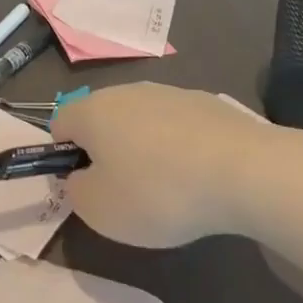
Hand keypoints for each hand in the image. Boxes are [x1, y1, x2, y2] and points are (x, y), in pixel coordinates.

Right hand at [52, 84, 274, 247]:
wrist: (243, 170)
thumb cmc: (158, 192)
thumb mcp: (100, 211)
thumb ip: (76, 191)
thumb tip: (81, 176)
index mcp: (92, 110)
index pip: (59, 124)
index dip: (64, 156)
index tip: (86, 187)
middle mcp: (126, 92)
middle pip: (102, 119)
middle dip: (106, 152)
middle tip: (125, 192)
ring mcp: (168, 93)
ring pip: (141, 121)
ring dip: (143, 149)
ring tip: (168, 189)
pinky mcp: (205, 102)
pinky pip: (177, 126)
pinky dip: (179, 148)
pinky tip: (199, 177)